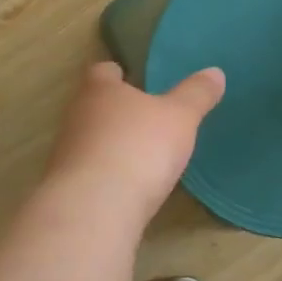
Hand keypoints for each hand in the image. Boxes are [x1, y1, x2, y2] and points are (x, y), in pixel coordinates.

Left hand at [44, 61, 225, 222]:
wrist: (95, 209)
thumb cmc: (139, 147)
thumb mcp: (180, 117)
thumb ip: (196, 95)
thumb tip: (215, 72)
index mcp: (100, 90)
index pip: (102, 71)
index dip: (116, 73)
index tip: (129, 77)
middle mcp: (76, 117)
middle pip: (93, 106)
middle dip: (114, 110)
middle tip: (142, 117)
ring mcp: (67, 154)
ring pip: (88, 140)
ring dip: (109, 145)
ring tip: (138, 154)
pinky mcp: (68, 189)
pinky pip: (89, 174)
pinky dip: (106, 176)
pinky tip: (127, 188)